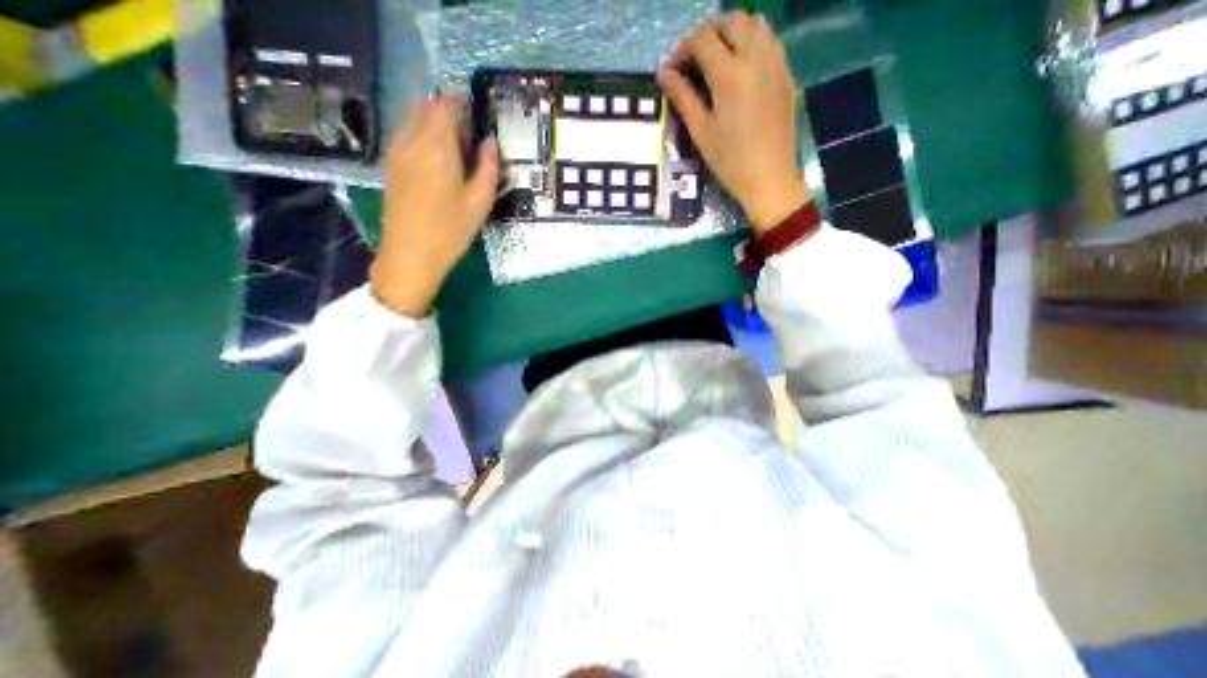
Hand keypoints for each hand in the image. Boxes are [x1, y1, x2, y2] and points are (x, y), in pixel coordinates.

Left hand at [370, 93, 498, 318]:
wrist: (410, 256)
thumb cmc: (450, 231)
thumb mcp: (479, 203)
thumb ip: (488, 168)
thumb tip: (490, 144)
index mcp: (437, 148)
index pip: (444, 106)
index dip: (459, 100)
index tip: (473, 106)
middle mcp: (411, 143)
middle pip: (424, 110)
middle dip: (445, 112)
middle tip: (468, 132)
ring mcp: (396, 155)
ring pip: (411, 123)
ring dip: (431, 124)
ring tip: (453, 147)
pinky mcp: (390, 169)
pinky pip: (404, 138)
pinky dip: (420, 137)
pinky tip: (435, 161)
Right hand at [659, 9, 810, 234]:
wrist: (769, 177)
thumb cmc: (730, 161)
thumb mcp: (701, 131)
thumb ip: (682, 97)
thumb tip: (663, 74)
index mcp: (730, 74)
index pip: (702, 41)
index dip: (682, 50)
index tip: (673, 70)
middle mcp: (756, 56)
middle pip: (731, 21)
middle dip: (707, 34)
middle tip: (693, 60)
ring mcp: (777, 62)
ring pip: (755, 23)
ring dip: (732, 32)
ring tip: (717, 59)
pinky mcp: (787, 73)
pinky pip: (770, 40)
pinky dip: (751, 42)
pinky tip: (740, 69)